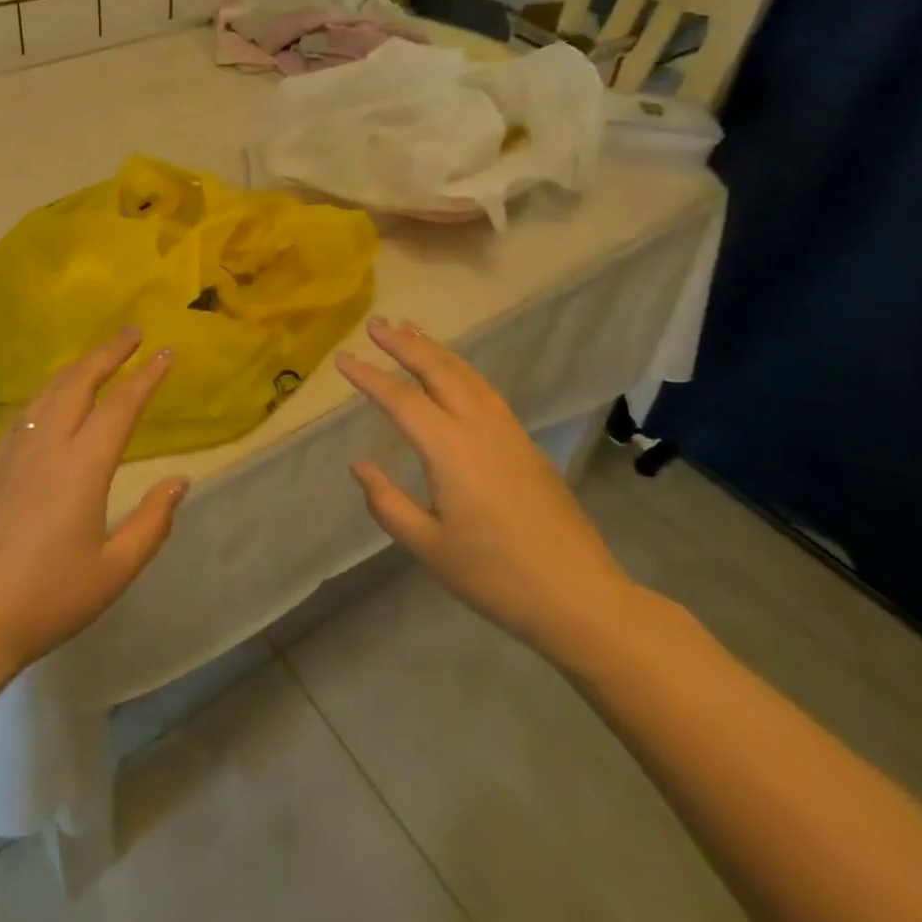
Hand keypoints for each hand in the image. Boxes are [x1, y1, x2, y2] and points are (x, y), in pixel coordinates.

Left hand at [0, 331, 187, 675]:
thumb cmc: (48, 599)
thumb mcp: (114, 571)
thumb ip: (152, 523)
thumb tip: (179, 481)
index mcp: (82, 466)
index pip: (121, 406)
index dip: (146, 377)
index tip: (166, 352)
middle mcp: (48, 445)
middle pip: (80, 382)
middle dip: (109, 353)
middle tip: (133, 333)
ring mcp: (15, 452)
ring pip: (49, 391)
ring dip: (78, 366)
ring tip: (99, 356)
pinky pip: (26, 411)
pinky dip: (49, 390)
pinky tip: (52, 396)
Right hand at [338, 318, 640, 655]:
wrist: (580, 596)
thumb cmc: (496, 576)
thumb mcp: (429, 548)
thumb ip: (387, 503)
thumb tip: (360, 466)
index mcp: (450, 449)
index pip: (400, 399)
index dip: (368, 376)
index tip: (341, 358)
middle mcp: (479, 426)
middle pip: (437, 369)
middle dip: (403, 343)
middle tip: (375, 325)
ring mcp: (507, 430)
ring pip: (465, 373)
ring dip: (433, 348)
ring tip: (408, 330)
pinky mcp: (524, 441)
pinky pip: (483, 388)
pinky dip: (458, 367)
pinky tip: (450, 371)